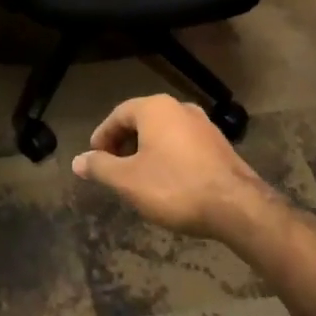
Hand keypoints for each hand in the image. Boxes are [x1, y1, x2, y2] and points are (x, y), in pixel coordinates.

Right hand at [72, 95, 275, 238]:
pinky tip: (168, 182)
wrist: (237, 207)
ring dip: (147, 151)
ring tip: (138, 177)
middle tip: (114, 168)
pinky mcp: (220, 145)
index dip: (103, 135)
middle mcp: (180, 108)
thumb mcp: (128, 180)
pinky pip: (184, 145)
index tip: (95, 157)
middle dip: (124, 143)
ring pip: (164, 133)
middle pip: (142, 121)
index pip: (118, 114)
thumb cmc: (174, 187)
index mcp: (155, 108)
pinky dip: (169, 157)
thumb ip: (100, 167)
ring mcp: (204, 125)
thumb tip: (77, 161)